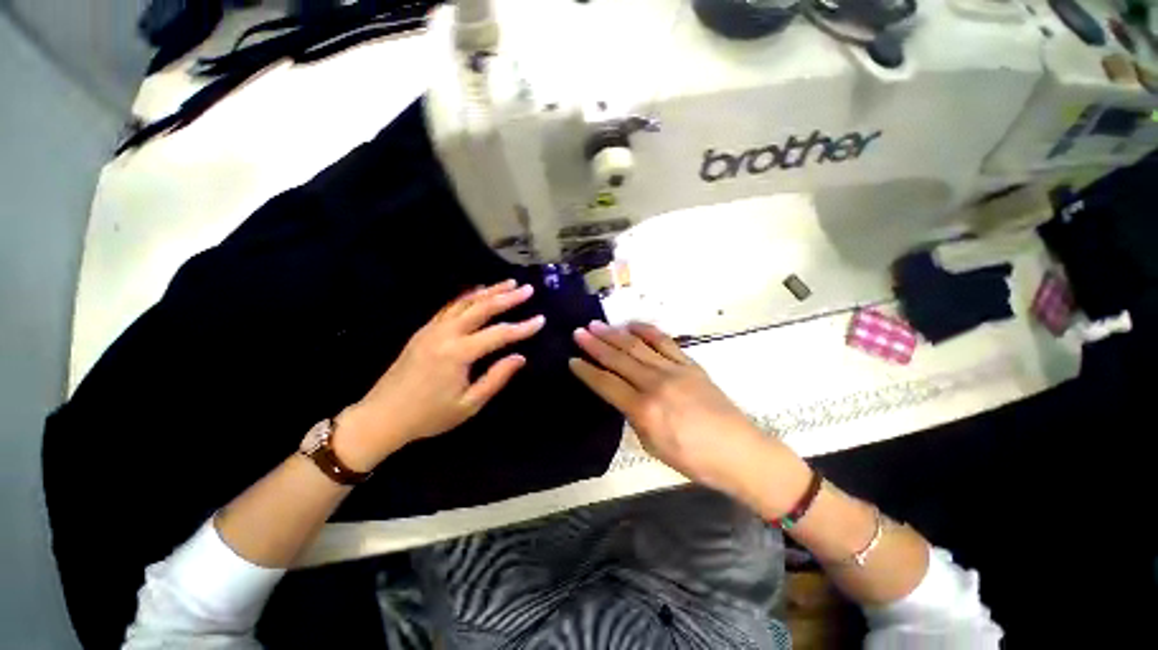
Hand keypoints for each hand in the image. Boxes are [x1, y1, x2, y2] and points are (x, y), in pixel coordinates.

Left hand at [336, 280, 543, 470]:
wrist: (381, 416)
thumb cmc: (429, 415)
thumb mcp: (468, 404)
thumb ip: (496, 378)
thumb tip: (520, 357)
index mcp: (458, 353)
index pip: (499, 334)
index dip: (522, 327)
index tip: (541, 319)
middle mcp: (446, 333)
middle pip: (481, 308)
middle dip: (507, 297)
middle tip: (527, 289)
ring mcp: (432, 329)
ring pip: (465, 302)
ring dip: (489, 291)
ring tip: (509, 283)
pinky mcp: (424, 330)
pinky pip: (450, 307)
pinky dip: (468, 297)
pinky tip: (478, 293)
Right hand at [569, 321, 785, 494]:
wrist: (740, 452)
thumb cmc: (694, 459)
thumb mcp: (653, 445)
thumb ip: (635, 417)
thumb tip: (625, 397)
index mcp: (644, 409)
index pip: (606, 384)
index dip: (586, 371)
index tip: (572, 359)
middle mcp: (656, 383)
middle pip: (618, 359)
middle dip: (595, 344)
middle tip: (579, 332)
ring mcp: (674, 370)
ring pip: (638, 346)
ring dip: (615, 334)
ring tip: (597, 324)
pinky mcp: (690, 364)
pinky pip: (665, 342)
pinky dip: (647, 331)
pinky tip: (633, 325)